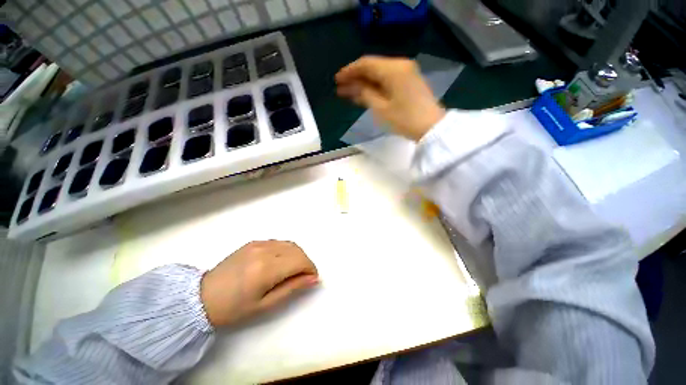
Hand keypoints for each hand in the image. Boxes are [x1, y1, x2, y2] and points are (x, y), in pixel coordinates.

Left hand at [200, 240, 318, 326]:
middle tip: (304, 276)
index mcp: (267, 268)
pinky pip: (278, 242)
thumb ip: (292, 288)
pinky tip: (281, 261)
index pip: (300, 261)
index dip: (311, 268)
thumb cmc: (234, 308)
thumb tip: (313, 278)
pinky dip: (286, 250)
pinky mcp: (253, 242)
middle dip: (306, 261)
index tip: (312, 278)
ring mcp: (258, 243)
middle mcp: (265, 250)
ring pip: (289, 244)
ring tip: (294, 269)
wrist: (201, 297)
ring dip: (297, 255)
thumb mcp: (266, 305)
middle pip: (297, 250)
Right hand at [336, 56, 445, 141]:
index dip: (349, 71)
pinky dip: (375, 86)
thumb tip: (353, 87)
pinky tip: (364, 94)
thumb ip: (365, 94)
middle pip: (372, 67)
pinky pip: (387, 80)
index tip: (337, 80)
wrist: (431, 128)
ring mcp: (406, 73)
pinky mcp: (409, 82)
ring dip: (364, 83)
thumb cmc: (405, 119)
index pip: (366, 64)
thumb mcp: (381, 108)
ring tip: (349, 92)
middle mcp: (400, 65)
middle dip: (355, 77)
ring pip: (379, 74)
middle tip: (341, 88)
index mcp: (393, 69)